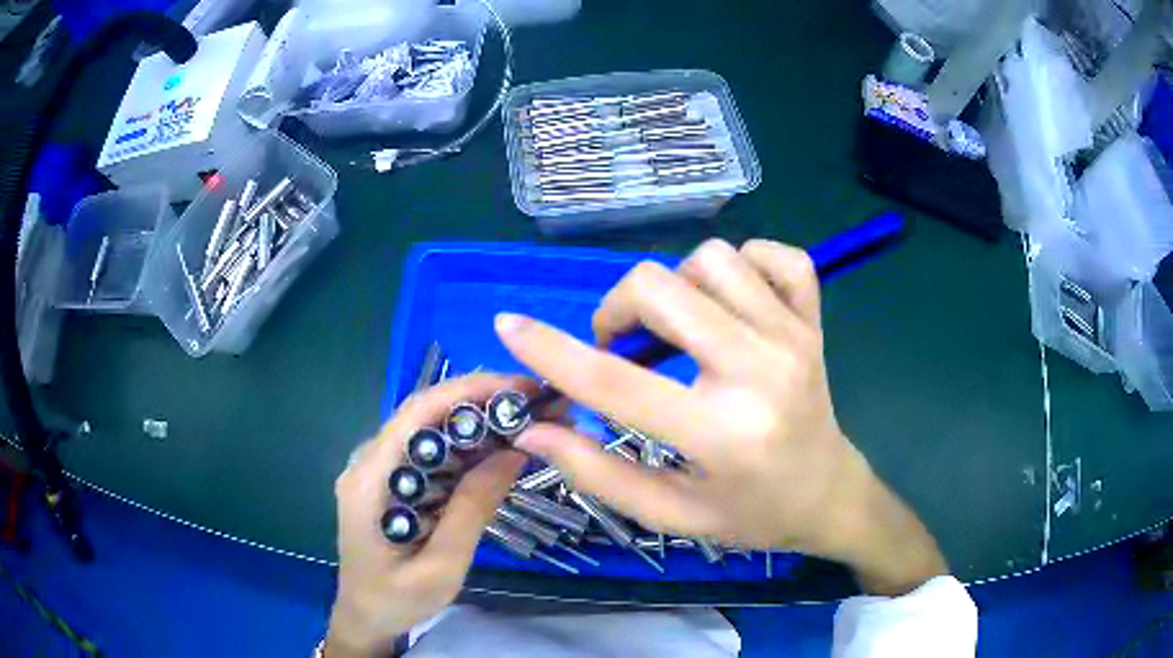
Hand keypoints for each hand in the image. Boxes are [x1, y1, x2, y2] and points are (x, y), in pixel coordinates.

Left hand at [326, 375, 526, 656]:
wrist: (366, 618)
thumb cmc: (397, 600)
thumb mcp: (441, 565)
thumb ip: (472, 509)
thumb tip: (513, 451)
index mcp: (369, 478)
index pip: (417, 413)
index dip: (469, 392)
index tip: (521, 389)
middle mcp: (368, 461)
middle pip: (425, 414)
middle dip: (481, 402)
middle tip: (536, 405)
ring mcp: (377, 469)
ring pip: (429, 430)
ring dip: (477, 422)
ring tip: (526, 423)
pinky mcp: (390, 480)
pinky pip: (429, 452)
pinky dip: (465, 447)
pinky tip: (497, 451)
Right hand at [495, 239, 946, 594]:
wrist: (829, 494)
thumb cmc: (751, 515)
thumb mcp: (672, 515)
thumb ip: (599, 475)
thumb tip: (535, 431)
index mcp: (722, 432)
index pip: (615, 382)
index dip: (550, 351)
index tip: (509, 325)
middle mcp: (761, 370)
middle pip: (661, 288)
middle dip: (619, 308)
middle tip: (622, 344)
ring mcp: (794, 335)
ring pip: (712, 259)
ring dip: (679, 286)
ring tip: (683, 328)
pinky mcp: (814, 319)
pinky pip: (777, 254)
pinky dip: (745, 264)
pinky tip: (734, 302)